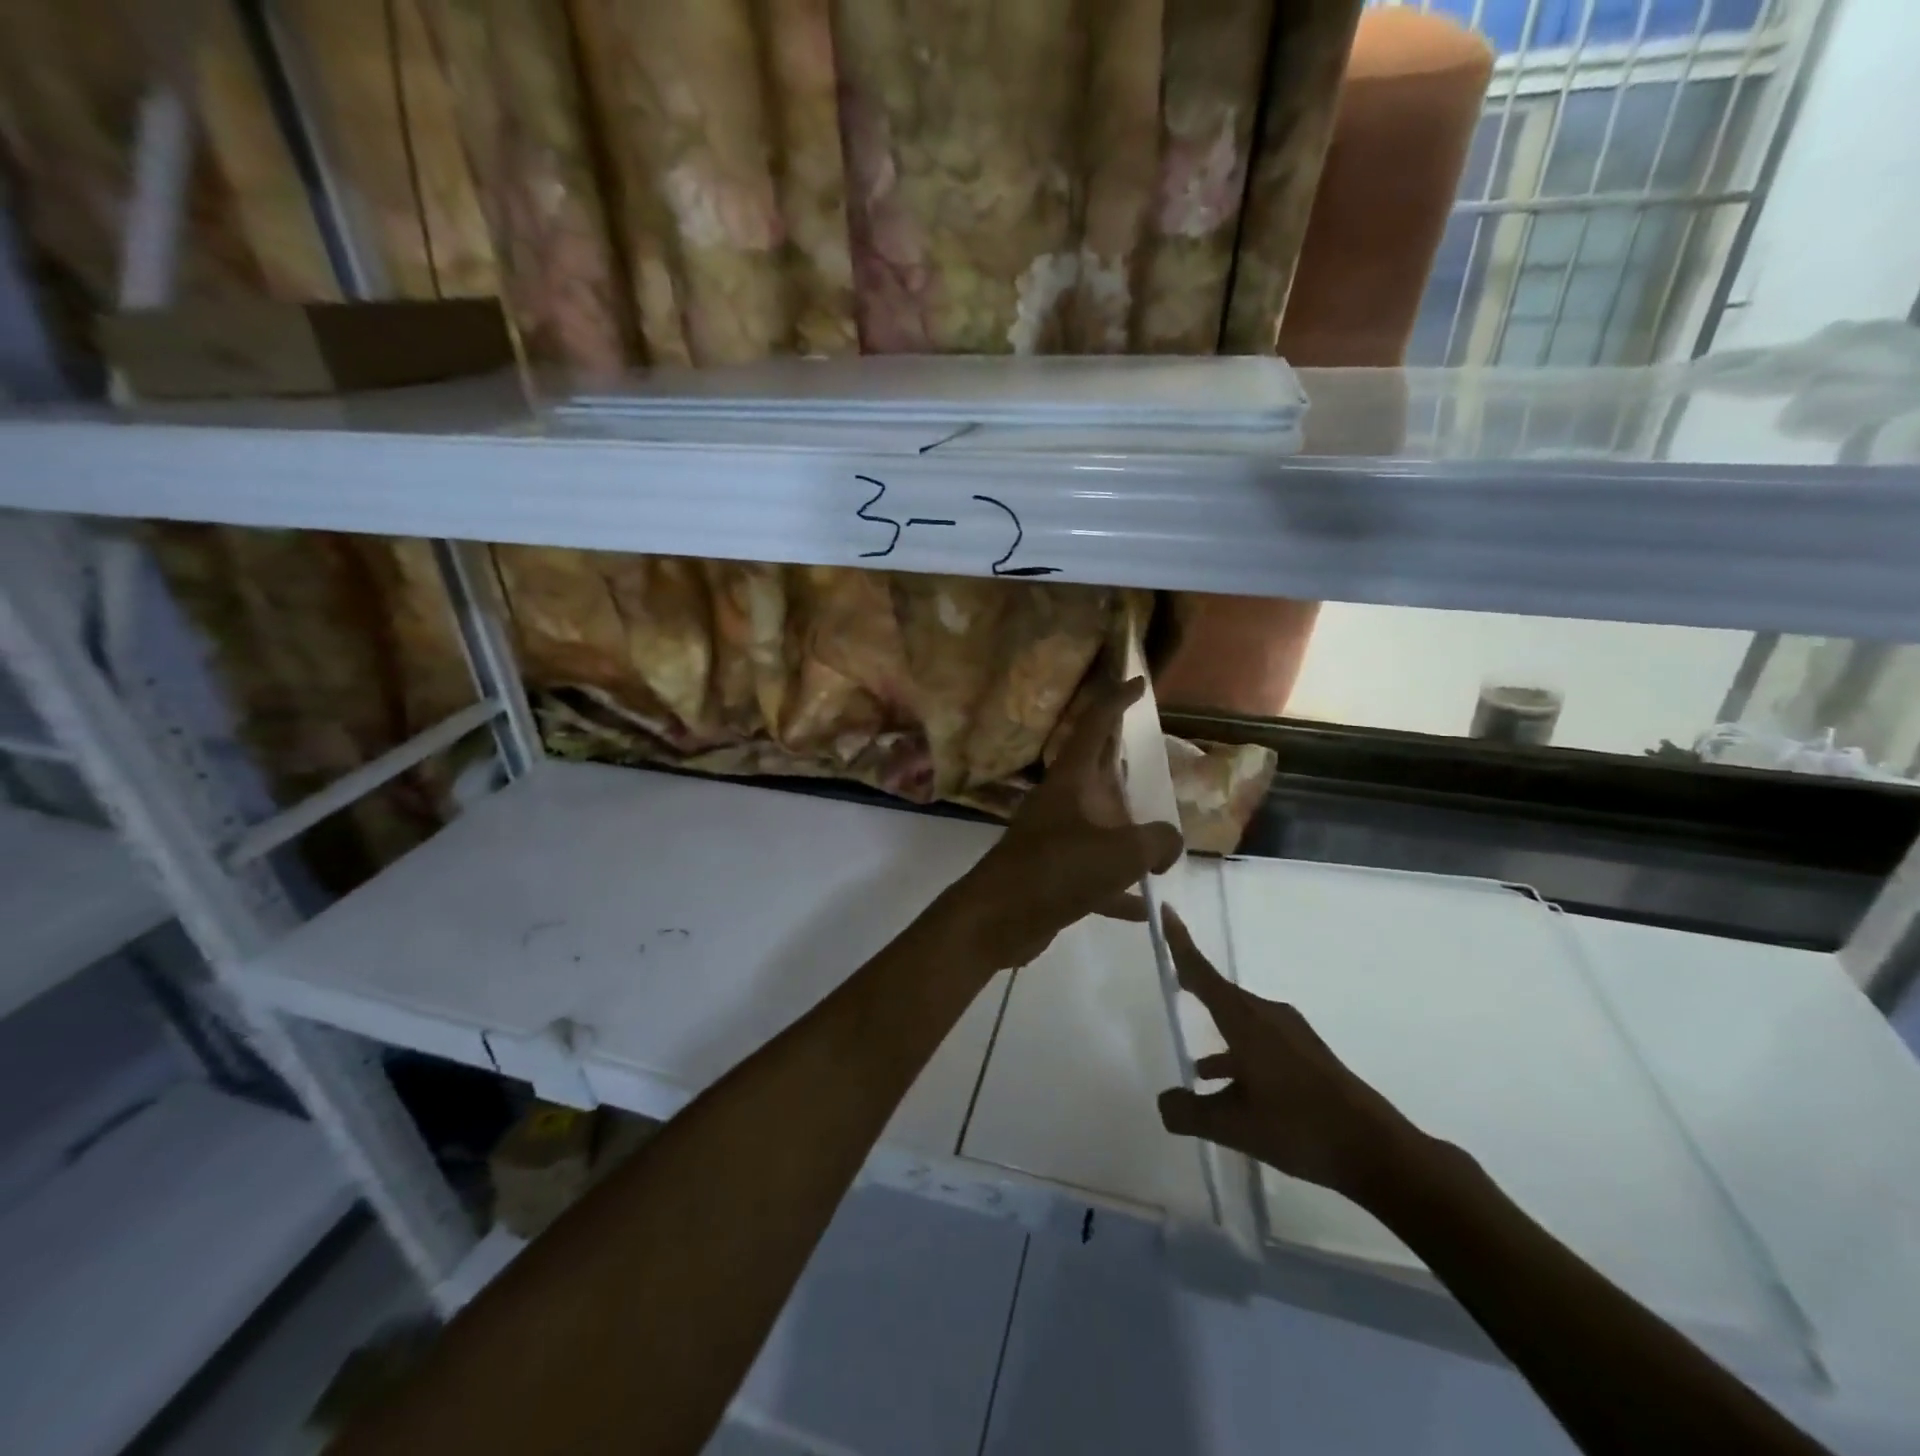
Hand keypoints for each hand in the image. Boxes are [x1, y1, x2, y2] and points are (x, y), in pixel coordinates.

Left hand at [941, 676, 1181, 970]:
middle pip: (1099, 774)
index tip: (1138, 682)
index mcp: (1070, 782)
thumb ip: (1157, 841)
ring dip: (1127, 834)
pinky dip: (1118, 889)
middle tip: (1157, 762)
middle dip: (1126, 766)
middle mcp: (1060, 803)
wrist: (996, 919)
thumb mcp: (1120, 852)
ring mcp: (1054, 840)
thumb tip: (1168, 845)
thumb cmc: (1055, 871)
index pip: (1095, 726)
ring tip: (1161, 844)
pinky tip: (1144, 908)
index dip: (1116, 700)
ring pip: (1099, 828)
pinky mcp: (1052, 877)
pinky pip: (1094, 877)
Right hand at [1155, 908, 1420, 1200]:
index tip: (1165, 910)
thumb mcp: (1234, 1127)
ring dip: (1218, 1038)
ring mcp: (1291, 1035)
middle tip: (1172, 982)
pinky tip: (1235, 1094)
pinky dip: (1240, 1058)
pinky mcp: (1307, 1055)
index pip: (1202, 973)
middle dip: (1195, 988)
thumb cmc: (1299, 1127)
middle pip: (1221, 994)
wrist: (1377, 1152)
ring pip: (1241, 1024)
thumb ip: (1189, 1112)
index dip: (1180, 943)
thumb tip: (1163, 1102)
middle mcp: (1267, 1016)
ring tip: (1195, 1069)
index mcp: (1245, 1021)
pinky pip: (1260, 1043)